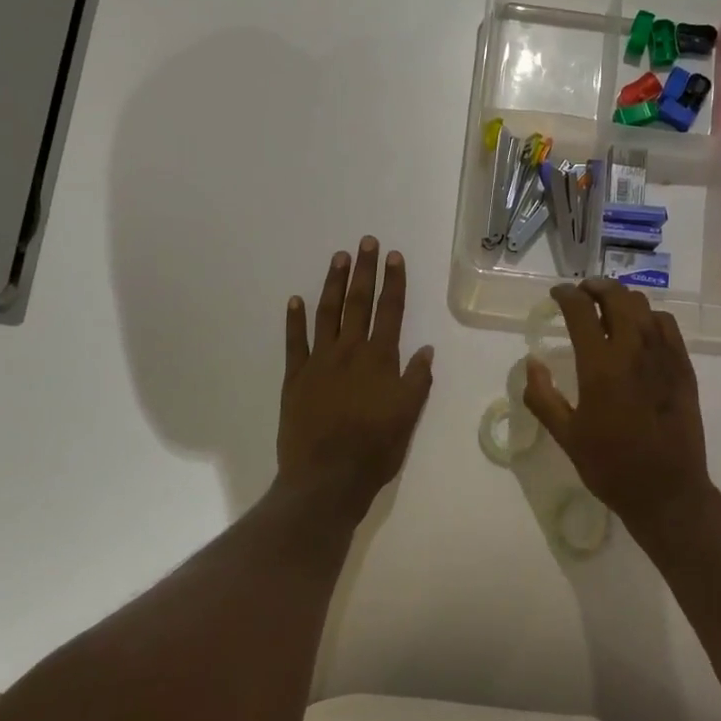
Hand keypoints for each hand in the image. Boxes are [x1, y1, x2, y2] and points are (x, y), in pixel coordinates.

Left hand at [277, 238, 433, 524]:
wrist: (326, 478)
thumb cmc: (375, 449)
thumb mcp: (408, 416)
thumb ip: (416, 380)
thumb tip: (426, 349)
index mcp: (380, 360)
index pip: (390, 311)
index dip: (393, 282)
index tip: (394, 256)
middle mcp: (350, 352)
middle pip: (358, 303)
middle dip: (364, 271)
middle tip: (366, 242)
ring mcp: (319, 362)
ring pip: (327, 313)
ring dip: (333, 283)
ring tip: (338, 258)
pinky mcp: (295, 377)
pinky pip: (294, 342)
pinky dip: (295, 319)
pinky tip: (295, 300)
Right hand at [523, 279, 713, 531]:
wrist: (668, 492)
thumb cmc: (611, 467)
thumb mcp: (566, 436)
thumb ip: (542, 396)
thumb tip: (532, 363)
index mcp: (600, 366)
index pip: (581, 310)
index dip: (566, 295)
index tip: (557, 294)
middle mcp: (634, 350)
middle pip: (617, 296)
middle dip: (596, 287)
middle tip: (582, 293)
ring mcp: (664, 356)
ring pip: (644, 306)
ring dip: (622, 298)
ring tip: (608, 307)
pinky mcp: (684, 367)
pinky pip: (667, 325)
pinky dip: (649, 316)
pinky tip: (640, 329)